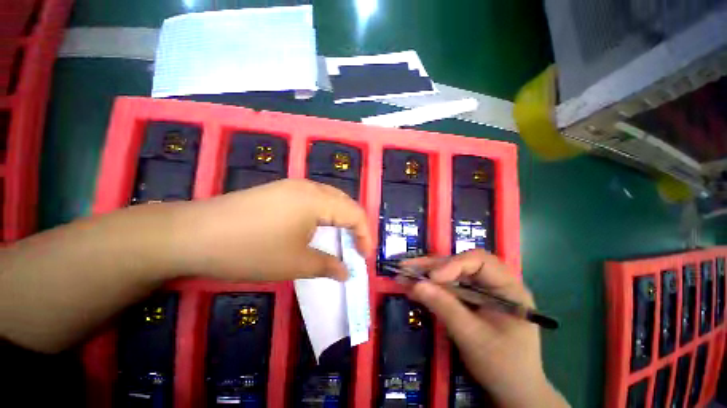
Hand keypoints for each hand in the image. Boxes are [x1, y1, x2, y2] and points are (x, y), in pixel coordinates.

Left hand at [172, 179, 372, 281]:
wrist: (192, 234)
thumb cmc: (251, 250)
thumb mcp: (295, 263)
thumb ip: (327, 266)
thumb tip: (347, 272)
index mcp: (317, 200)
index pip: (355, 213)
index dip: (365, 235)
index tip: (364, 257)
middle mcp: (308, 187)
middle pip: (344, 203)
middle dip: (354, 225)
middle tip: (354, 247)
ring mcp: (291, 187)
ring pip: (328, 199)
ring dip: (339, 219)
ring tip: (339, 239)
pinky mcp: (279, 191)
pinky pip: (312, 200)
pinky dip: (323, 214)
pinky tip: (316, 228)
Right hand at [402, 250, 567, 407]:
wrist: (513, 390)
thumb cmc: (503, 366)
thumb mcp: (473, 337)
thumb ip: (445, 308)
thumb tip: (416, 285)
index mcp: (509, 287)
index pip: (480, 261)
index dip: (453, 264)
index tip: (431, 278)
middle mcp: (495, 281)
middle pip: (461, 263)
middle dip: (432, 265)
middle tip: (406, 267)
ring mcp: (482, 289)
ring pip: (451, 272)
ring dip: (427, 272)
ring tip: (404, 272)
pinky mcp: (471, 297)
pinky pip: (449, 285)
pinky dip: (431, 285)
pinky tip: (414, 285)